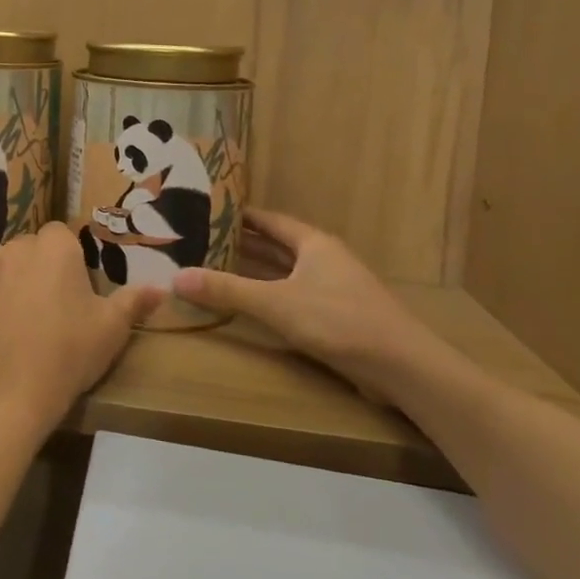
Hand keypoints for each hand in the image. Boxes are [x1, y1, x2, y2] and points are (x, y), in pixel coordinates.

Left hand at [0, 222, 162, 440]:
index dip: (69, 258)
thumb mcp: (111, 329)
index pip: (61, 234)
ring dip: (12, 280)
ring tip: (23, 319)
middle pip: (31, 248)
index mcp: (54, 246)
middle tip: (53, 306)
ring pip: (2, 265)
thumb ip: (134, 301)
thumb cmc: (67, 353)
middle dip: (40, 267)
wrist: (6, 393)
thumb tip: (160, 288)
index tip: (76, 288)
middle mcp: (15, 247)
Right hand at [173, 209, 453, 402]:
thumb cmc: (339, 321)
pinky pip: (292, 295)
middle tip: (199, 240)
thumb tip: (176, 277)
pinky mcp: (336, 316)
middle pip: (275, 245)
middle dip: (239, 243)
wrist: (404, 368)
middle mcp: (323, 258)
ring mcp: (332, 288)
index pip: (268, 220)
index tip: (203, 210)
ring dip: (253, 271)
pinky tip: (248, 304)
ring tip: (214, 267)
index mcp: (312, 243)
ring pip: (284, 272)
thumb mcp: (276, 304)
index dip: (237, 215)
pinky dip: (268, 294)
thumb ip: (227, 290)